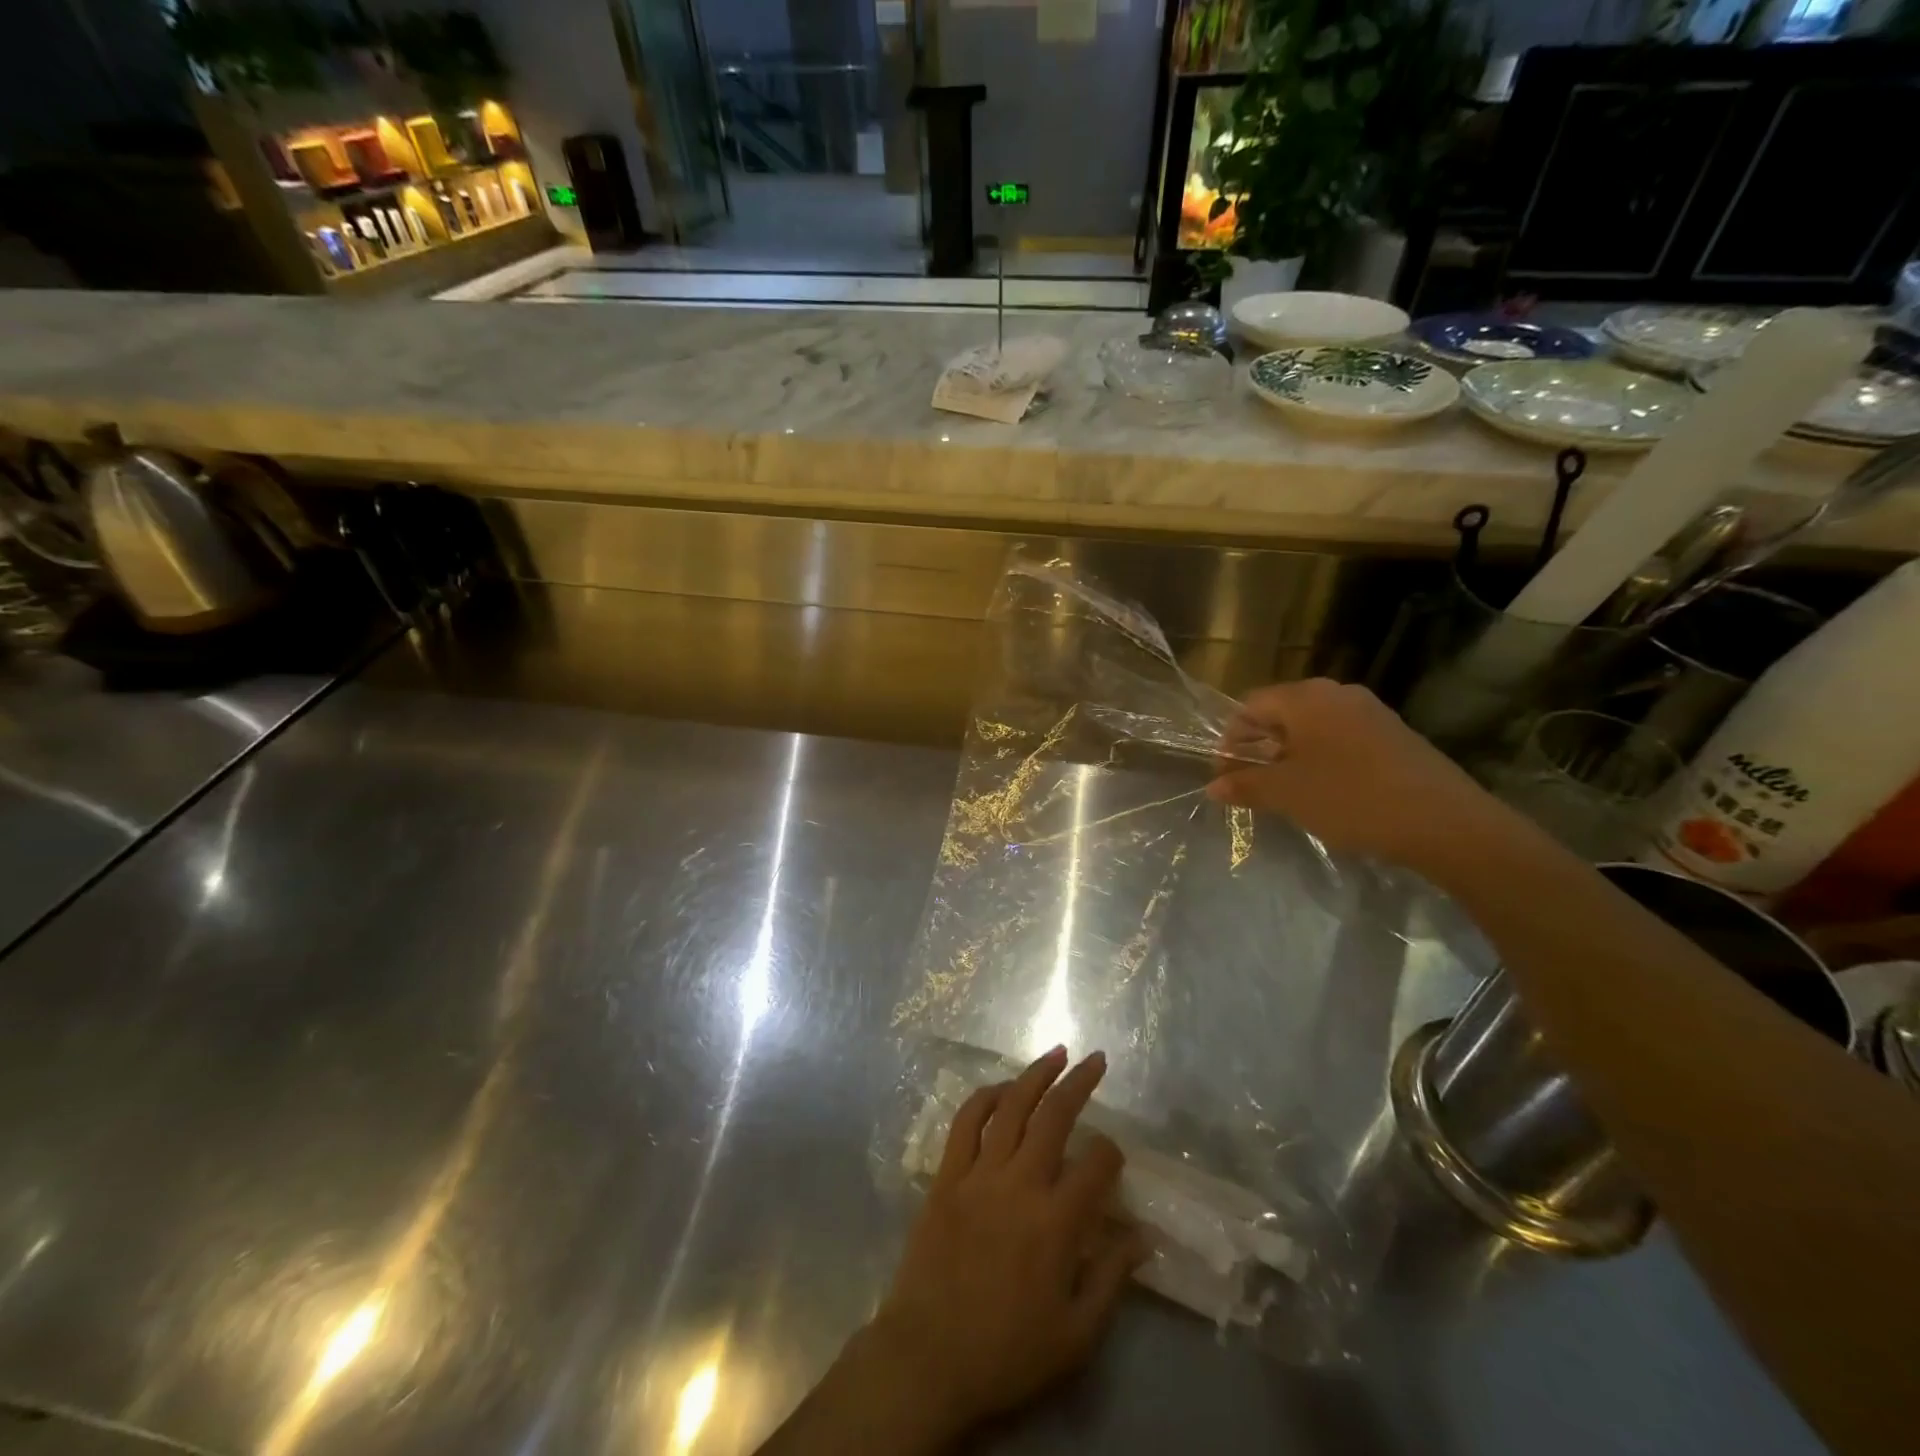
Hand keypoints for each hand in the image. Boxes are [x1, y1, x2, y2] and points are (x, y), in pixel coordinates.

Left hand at [871, 1047, 1144, 1439]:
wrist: (928, 1358)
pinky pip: (967, 1122)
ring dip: (1036, 1074)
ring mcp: (979, 1174)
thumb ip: (1111, 1278)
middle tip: (1097, 1059)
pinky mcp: (947, 1175)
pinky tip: (1003, 1088)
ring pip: (1011, 1106)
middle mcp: (1020, 1184)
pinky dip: (986, 1096)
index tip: (1114, 1157)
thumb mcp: (1076, 1335)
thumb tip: (1143, 1236)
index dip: (1112, 1153)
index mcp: (1056, 1223)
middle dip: (1080, 1082)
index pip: (1096, 1165)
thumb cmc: (1007, 1352)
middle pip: (1055, 1116)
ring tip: (1056, 1053)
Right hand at [1207, 678, 1512, 878]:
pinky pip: (1341, 739)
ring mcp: (1370, 712)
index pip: (1250, 706)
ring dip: (1289, 755)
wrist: (1444, 821)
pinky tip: (1325, 792)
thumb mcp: (1287, 795)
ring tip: (1285, 792)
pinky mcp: (1393, 734)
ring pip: (1312, 727)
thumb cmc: (1351, 798)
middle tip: (1250, 784)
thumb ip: (1245, 785)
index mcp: (1306, 698)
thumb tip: (1213, 785)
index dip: (1230, 740)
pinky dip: (1322, 759)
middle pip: (1281, 713)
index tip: (1225, 775)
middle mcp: (1337, 694)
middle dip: (1259, 747)